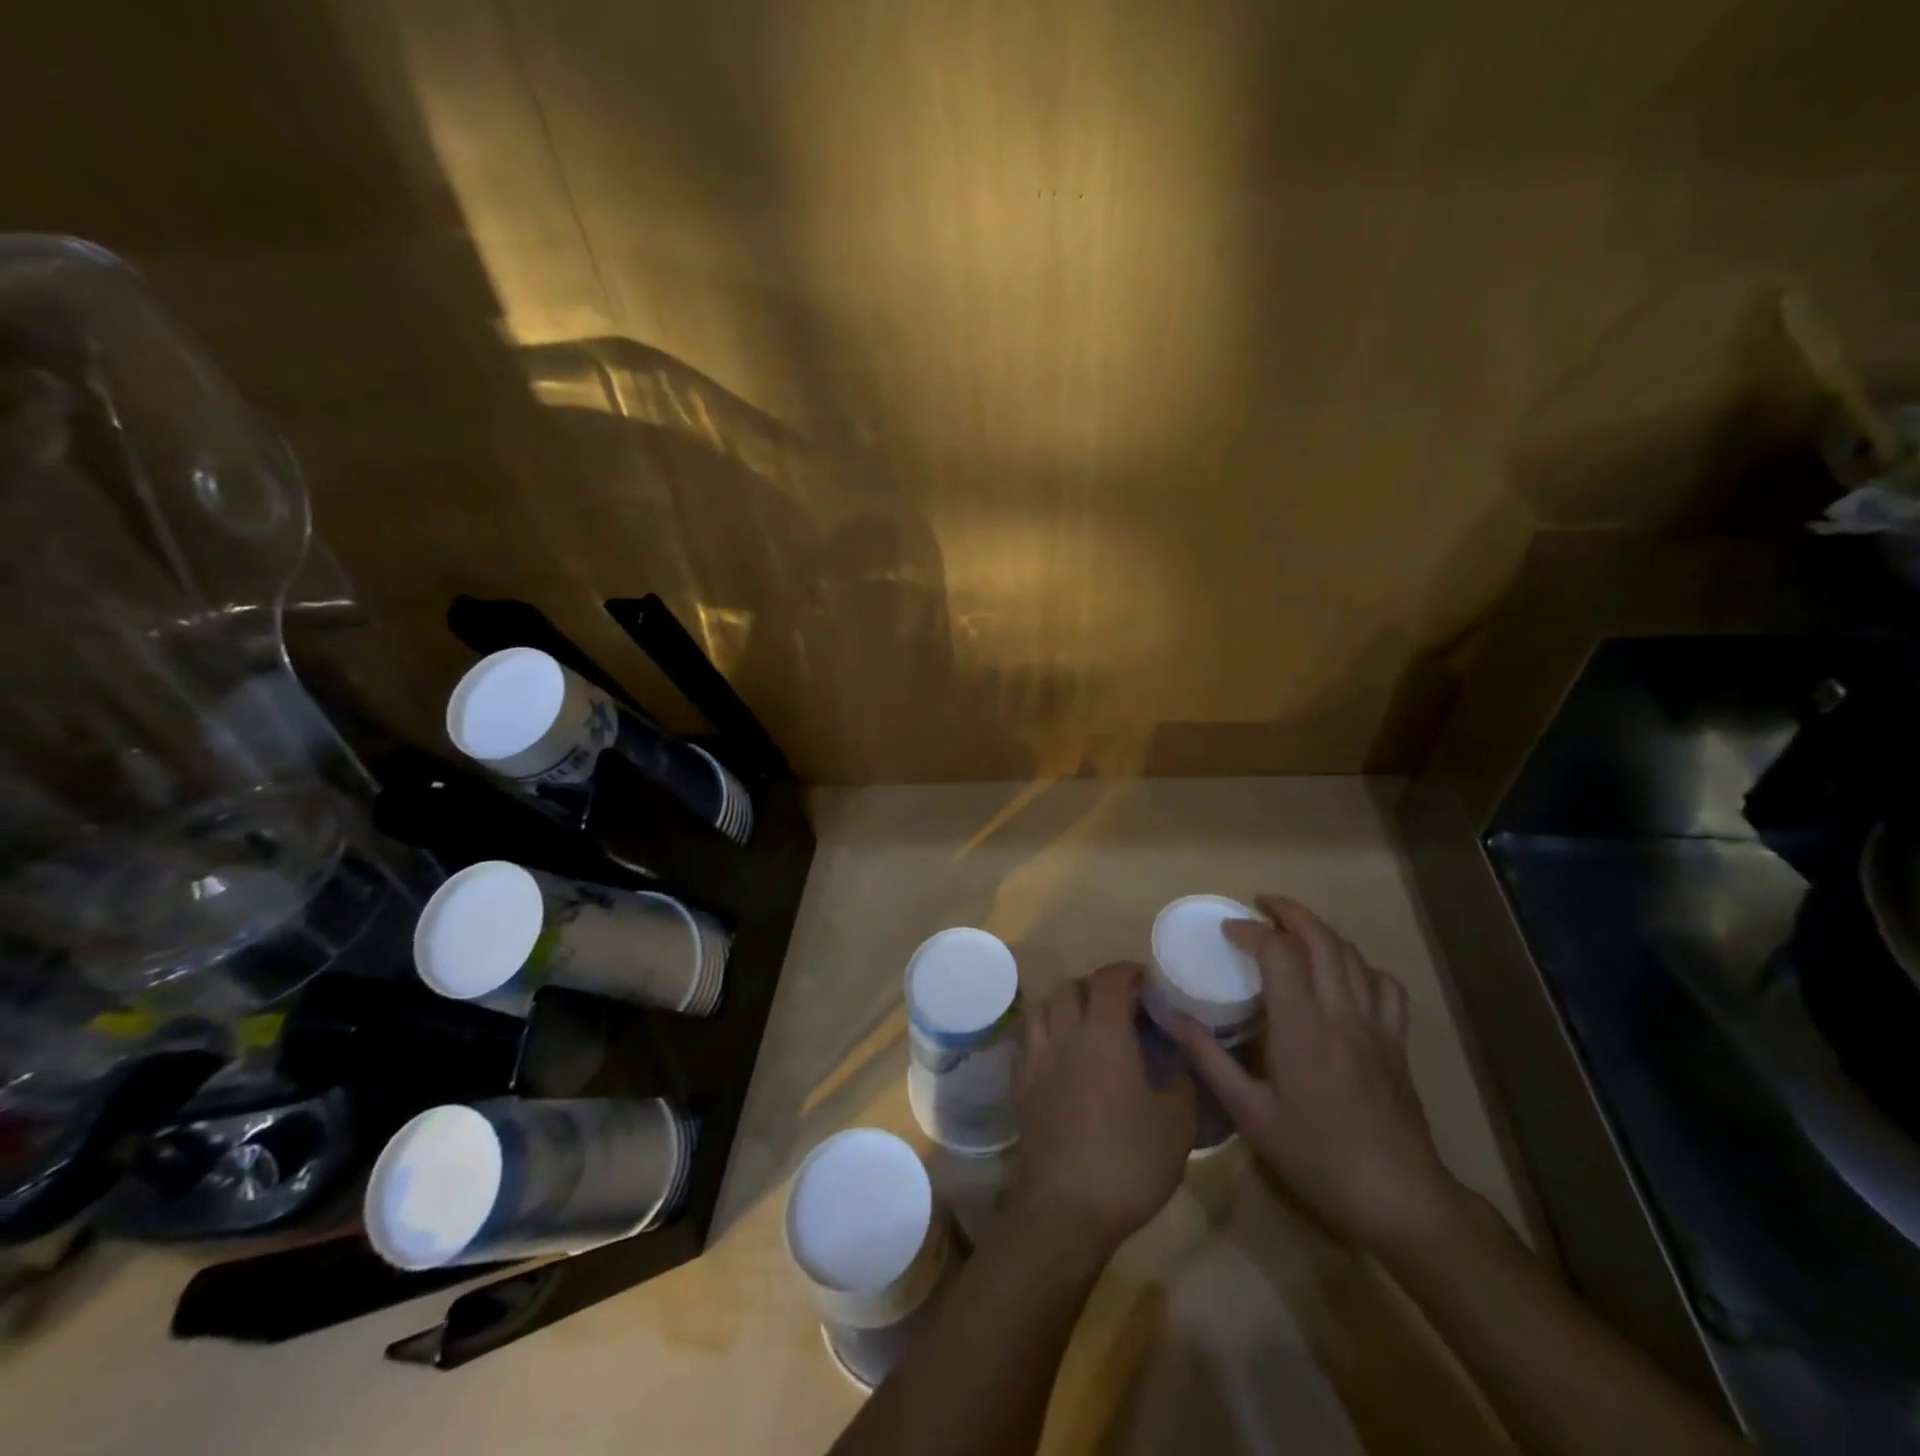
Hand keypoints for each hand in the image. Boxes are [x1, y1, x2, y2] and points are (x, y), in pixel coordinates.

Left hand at [1011, 961, 1196, 1256]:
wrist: (1065, 1207)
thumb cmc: (1127, 1160)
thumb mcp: (1177, 1125)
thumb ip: (1181, 1083)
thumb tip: (1177, 1062)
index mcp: (1104, 1033)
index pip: (1109, 980)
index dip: (1128, 973)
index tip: (1147, 984)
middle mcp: (1065, 1034)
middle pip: (1072, 987)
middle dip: (1097, 987)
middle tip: (1121, 1008)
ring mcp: (1037, 1058)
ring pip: (1044, 1007)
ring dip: (1066, 1006)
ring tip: (1088, 1025)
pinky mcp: (1021, 1085)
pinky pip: (1030, 1040)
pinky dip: (1047, 1034)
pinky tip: (1062, 1057)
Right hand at [1167, 896, 1462, 1251]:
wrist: (1398, 1196)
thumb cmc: (1315, 1154)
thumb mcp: (1249, 1113)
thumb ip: (1208, 1058)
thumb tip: (1170, 1016)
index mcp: (1302, 1026)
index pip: (1279, 952)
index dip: (1251, 931)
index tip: (1227, 930)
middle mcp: (1341, 1012)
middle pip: (1321, 939)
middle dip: (1290, 912)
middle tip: (1260, 905)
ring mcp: (1375, 1024)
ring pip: (1352, 955)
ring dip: (1321, 931)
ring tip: (1294, 928)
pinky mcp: (1396, 1041)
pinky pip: (1384, 984)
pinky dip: (1360, 965)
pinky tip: (1345, 972)